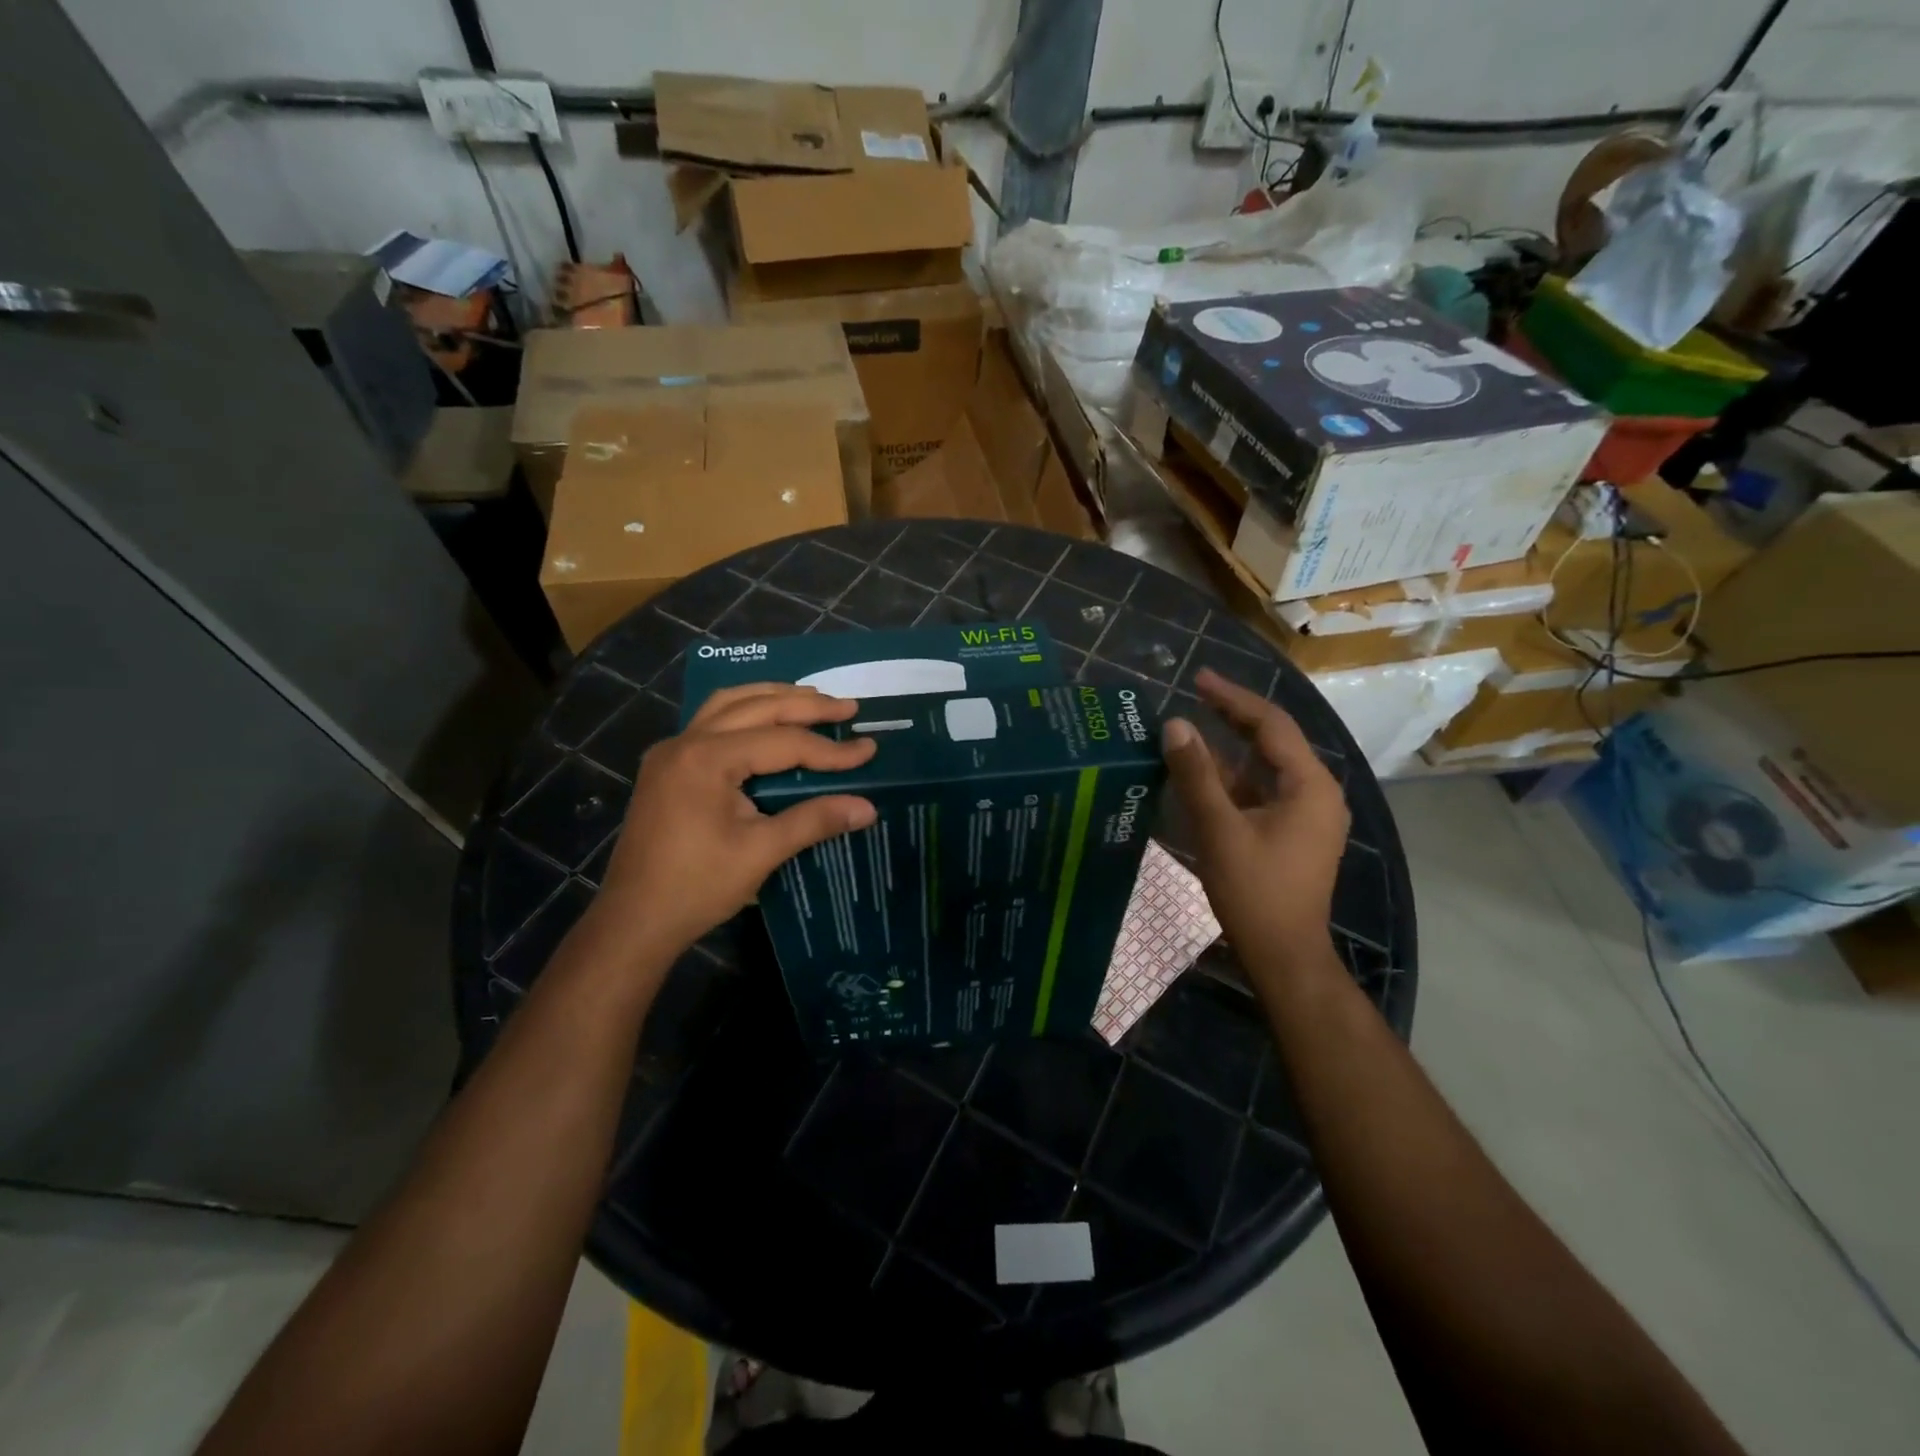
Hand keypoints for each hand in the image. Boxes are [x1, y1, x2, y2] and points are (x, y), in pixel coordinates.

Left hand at [592, 684, 876, 956]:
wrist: (634, 920)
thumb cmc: (697, 887)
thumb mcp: (761, 852)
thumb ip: (814, 820)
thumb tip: (868, 808)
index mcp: (707, 759)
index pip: (782, 742)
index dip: (829, 749)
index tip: (869, 749)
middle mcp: (686, 742)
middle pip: (755, 707)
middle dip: (806, 705)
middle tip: (848, 707)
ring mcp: (671, 751)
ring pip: (728, 704)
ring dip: (772, 698)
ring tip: (812, 700)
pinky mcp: (667, 766)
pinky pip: (712, 721)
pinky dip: (746, 712)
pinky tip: (766, 722)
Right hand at [1162, 668, 1349, 968]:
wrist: (1285, 955)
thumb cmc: (1256, 893)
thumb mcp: (1219, 830)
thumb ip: (1196, 776)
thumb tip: (1174, 725)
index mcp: (1309, 785)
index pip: (1271, 724)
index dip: (1233, 698)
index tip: (1198, 679)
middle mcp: (1316, 792)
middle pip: (1273, 740)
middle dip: (1233, 716)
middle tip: (1195, 692)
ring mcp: (1307, 814)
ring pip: (1266, 767)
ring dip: (1230, 748)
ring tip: (1192, 729)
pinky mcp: (1294, 832)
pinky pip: (1263, 790)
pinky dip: (1234, 778)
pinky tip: (1203, 774)